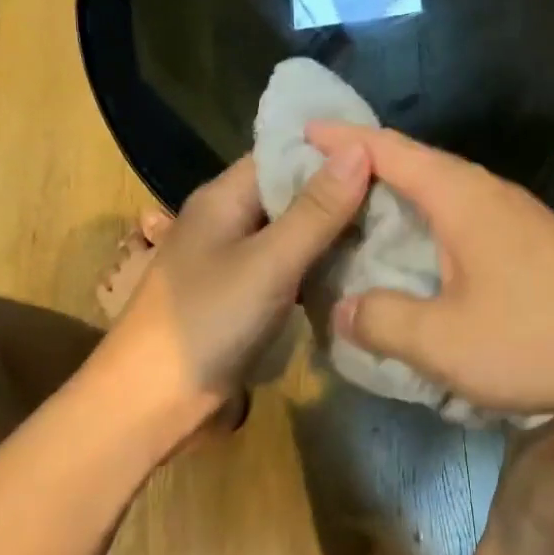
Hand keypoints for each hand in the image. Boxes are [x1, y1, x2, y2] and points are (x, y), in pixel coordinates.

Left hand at [93, 148, 370, 420]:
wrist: (150, 406)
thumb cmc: (207, 322)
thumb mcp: (269, 262)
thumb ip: (317, 209)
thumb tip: (361, 148)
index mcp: (225, 196)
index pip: (285, 152)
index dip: (334, 148)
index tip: (388, 152)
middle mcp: (230, 218)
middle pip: (293, 190)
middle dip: (343, 190)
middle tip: (403, 193)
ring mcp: (237, 258)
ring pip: (296, 230)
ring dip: (336, 229)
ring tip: (394, 226)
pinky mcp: (246, 293)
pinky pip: (292, 264)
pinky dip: (323, 262)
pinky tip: (361, 268)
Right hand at [305, 122, 553, 417]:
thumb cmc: (537, 338)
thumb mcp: (443, 341)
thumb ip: (382, 320)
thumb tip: (341, 308)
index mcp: (460, 196)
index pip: (388, 149)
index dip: (341, 137)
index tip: (298, 132)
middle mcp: (487, 192)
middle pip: (413, 165)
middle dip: (361, 171)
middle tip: (313, 189)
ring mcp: (515, 216)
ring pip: (440, 195)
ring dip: (397, 204)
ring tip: (354, 225)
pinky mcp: (531, 242)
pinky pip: (463, 221)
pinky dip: (427, 229)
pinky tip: (417, 262)